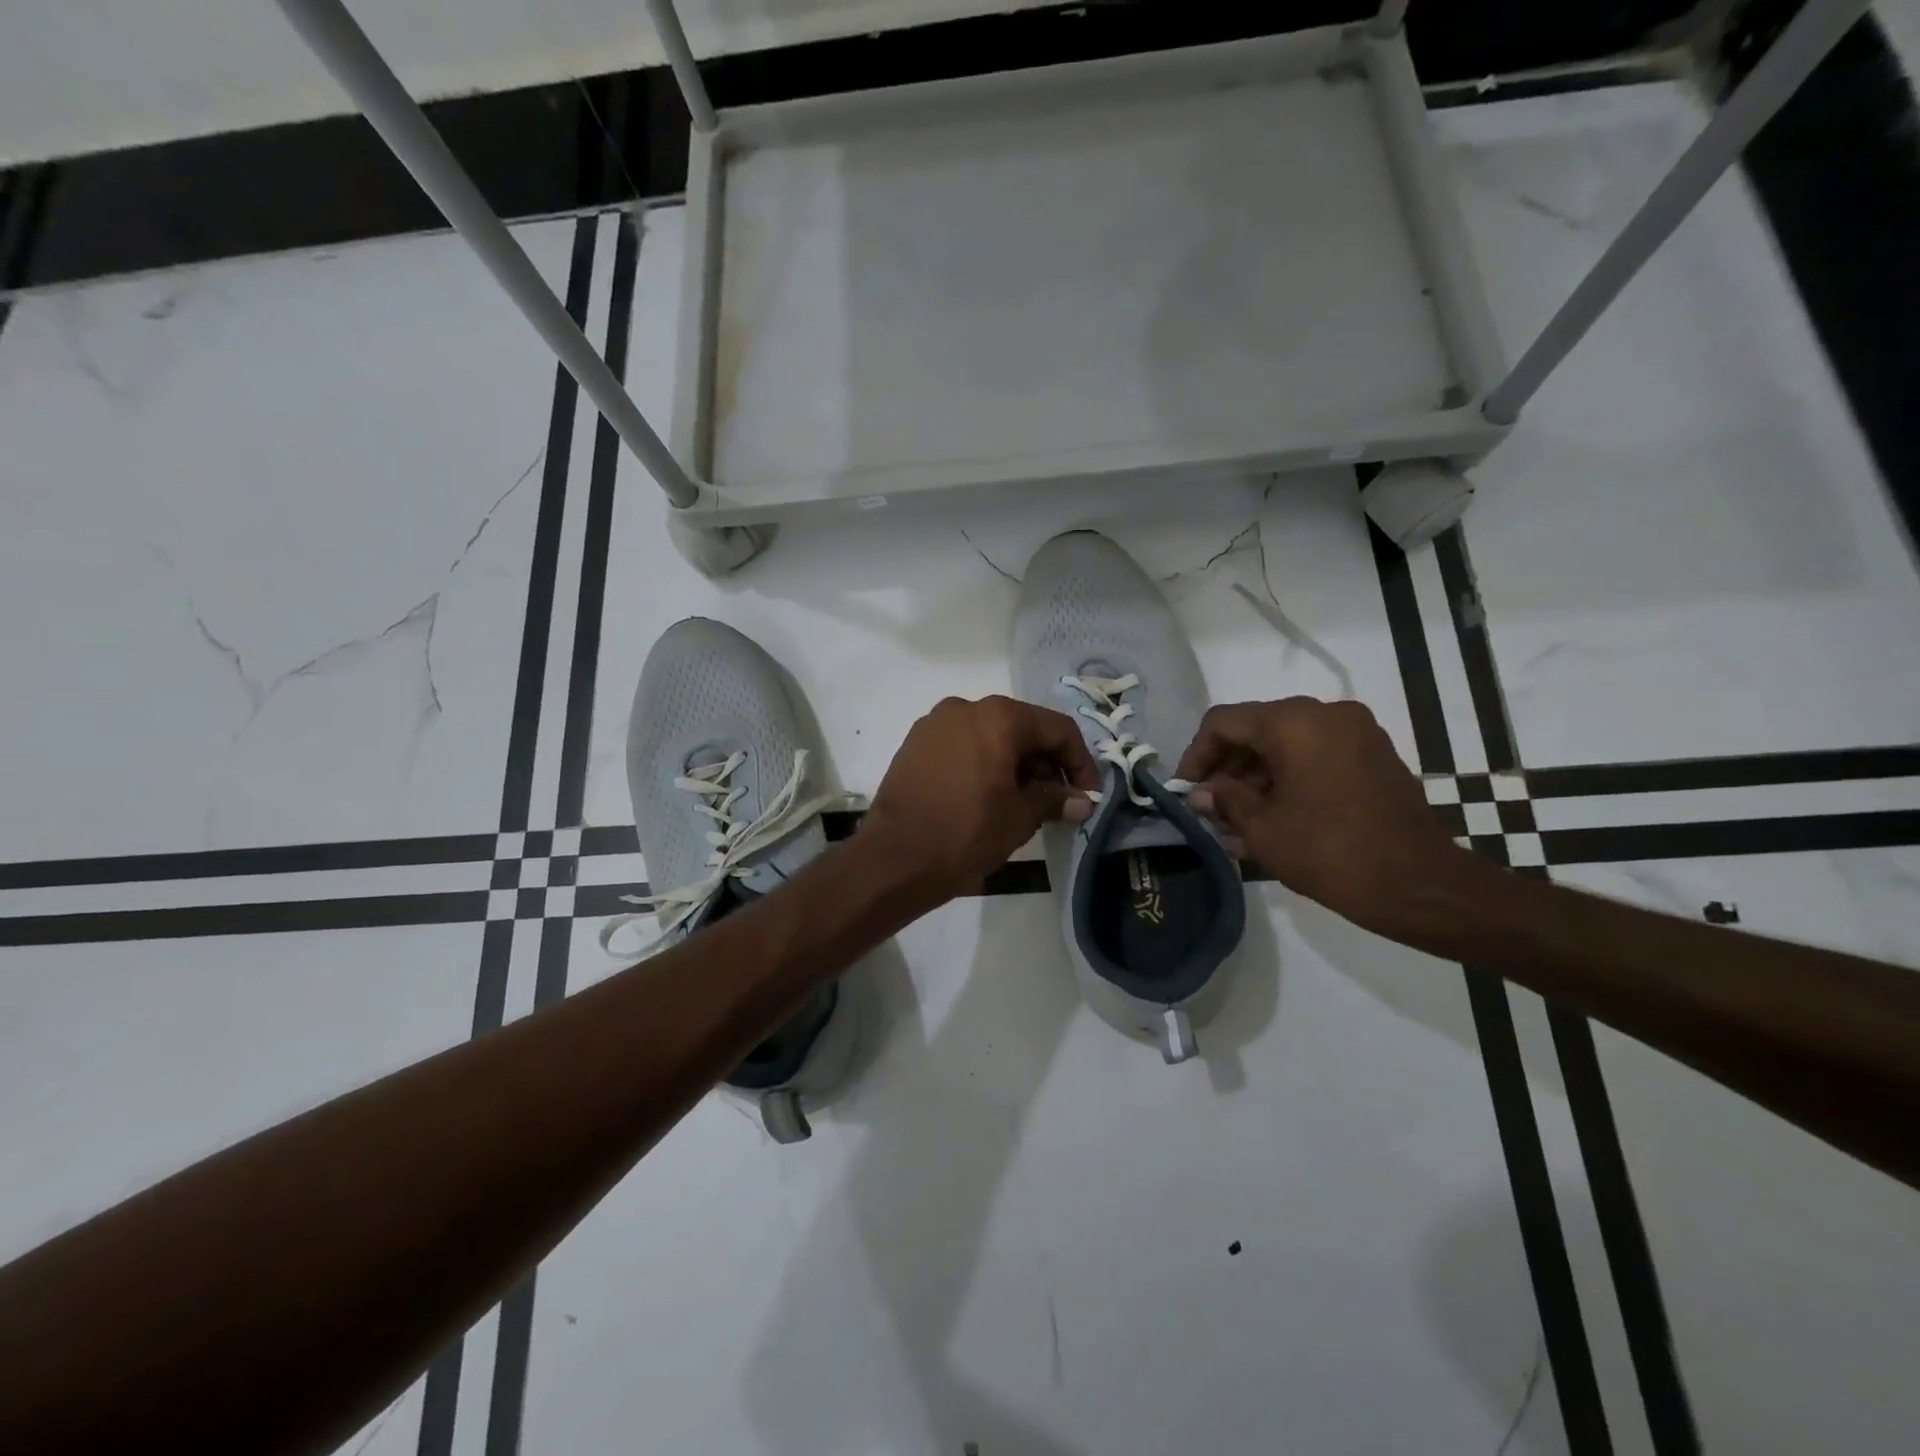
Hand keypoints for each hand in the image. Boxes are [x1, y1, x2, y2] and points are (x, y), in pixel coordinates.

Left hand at [861, 696, 1099, 902]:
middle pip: (1022, 728)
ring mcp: (935, 723)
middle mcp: (966, 707)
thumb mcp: (1021, 817)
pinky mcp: (915, 743)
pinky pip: (962, 745)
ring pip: (991, 735)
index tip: (1087, 795)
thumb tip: (1080, 800)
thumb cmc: (967, 833)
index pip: (1057, 729)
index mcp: (999, 717)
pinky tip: (987, 795)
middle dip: (1045, 763)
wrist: (895, 857)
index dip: (1080, 762)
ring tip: (1022, 802)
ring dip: (1014, 763)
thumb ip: (1055, 799)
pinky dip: (983, 763)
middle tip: (1057, 801)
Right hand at [1176, 698, 1473, 937]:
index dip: (1196, 755)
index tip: (1186, 791)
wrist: (1420, 885)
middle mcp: (1325, 714)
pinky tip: (1274, 818)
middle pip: (1256, 730)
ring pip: (1287, 745)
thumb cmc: (1331, 852)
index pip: (1224, 723)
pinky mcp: (1374, 756)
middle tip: (1211, 810)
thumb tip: (1202, 793)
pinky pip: (1316, 756)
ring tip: (1238, 823)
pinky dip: (1289, 780)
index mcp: (1293, 722)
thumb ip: (1224, 801)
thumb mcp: (1263, 830)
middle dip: (1227, 770)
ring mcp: (1356, 733)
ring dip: (1257, 778)